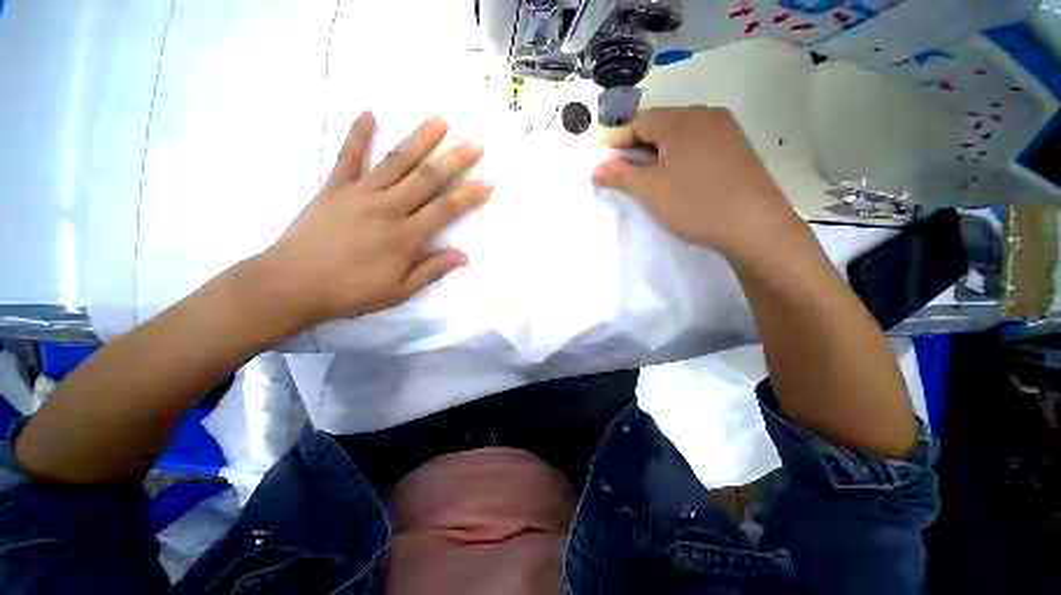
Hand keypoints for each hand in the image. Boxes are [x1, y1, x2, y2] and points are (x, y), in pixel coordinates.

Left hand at [259, 112, 490, 327]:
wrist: (291, 284)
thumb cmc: (351, 292)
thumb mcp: (399, 291)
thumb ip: (432, 270)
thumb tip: (463, 257)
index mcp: (405, 237)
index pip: (445, 210)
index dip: (469, 196)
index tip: (487, 181)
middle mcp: (387, 208)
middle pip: (427, 178)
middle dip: (454, 159)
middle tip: (475, 142)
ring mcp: (359, 194)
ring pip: (395, 162)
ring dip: (420, 139)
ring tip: (439, 119)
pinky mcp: (334, 188)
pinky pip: (347, 157)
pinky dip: (357, 135)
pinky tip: (368, 113)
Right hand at [591, 107, 804, 261]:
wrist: (754, 227)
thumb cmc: (694, 203)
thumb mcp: (649, 190)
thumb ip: (619, 175)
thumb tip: (595, 169)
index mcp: (682, 119)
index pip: (639, 123)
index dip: (619, 145)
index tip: (608, 168)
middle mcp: (706, 115)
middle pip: (660, 127)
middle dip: (639, 151)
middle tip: (629, 179)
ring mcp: (727, 130)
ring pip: (680, 137)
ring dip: (660, 156)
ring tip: (654, 183)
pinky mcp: (738, 148)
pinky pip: (699, 146)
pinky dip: (682, 159)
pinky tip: (681, 181)